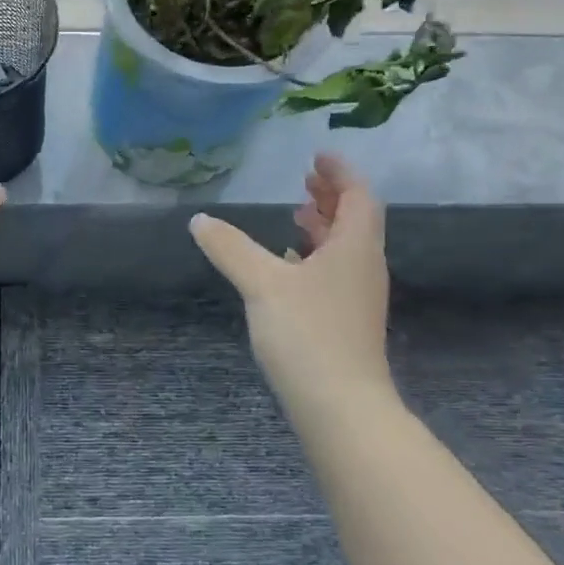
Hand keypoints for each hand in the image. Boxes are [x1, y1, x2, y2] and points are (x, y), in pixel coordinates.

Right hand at [188, 154, 396, 405]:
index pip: (359, 195)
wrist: (340, 406)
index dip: (340, 172)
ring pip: (345, 248)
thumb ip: (231, 249)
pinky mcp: (347, 322)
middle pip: (356, 220)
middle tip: (305, 182)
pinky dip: (316, 258)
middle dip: (332, 197)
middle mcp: (364, 267)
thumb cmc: (307, 335)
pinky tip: (290, 268)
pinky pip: (336, 273)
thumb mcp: (262, 284)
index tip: (317, 158)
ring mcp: (358, 297)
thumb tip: (199, 219)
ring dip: (324, 227)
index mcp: (354, 247)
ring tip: (296, 216)